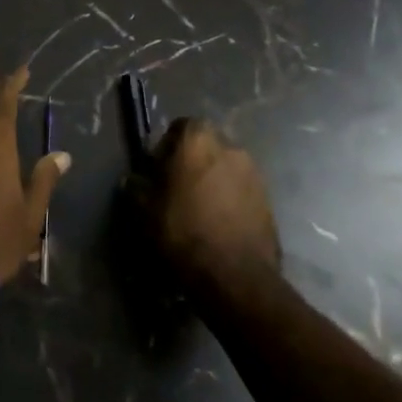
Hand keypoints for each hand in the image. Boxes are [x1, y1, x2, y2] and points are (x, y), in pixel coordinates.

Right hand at [131, 118, 279, 288]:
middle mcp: (230, 146)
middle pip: (205, 145)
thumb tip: (132, 180)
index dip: (167, 146)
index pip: (180, 126)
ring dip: (213, 180)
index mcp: (198, 139)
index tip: (158, 170)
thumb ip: (136, 188)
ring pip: (225, 167)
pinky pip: (242, 189)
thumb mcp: (145, 211)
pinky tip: (219, 223)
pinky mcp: (269, 199)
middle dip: (192, 161)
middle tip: (178, 188)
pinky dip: (230, 198)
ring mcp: (254, 173)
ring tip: (200, 209)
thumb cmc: (184, 231)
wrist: (236, 275)